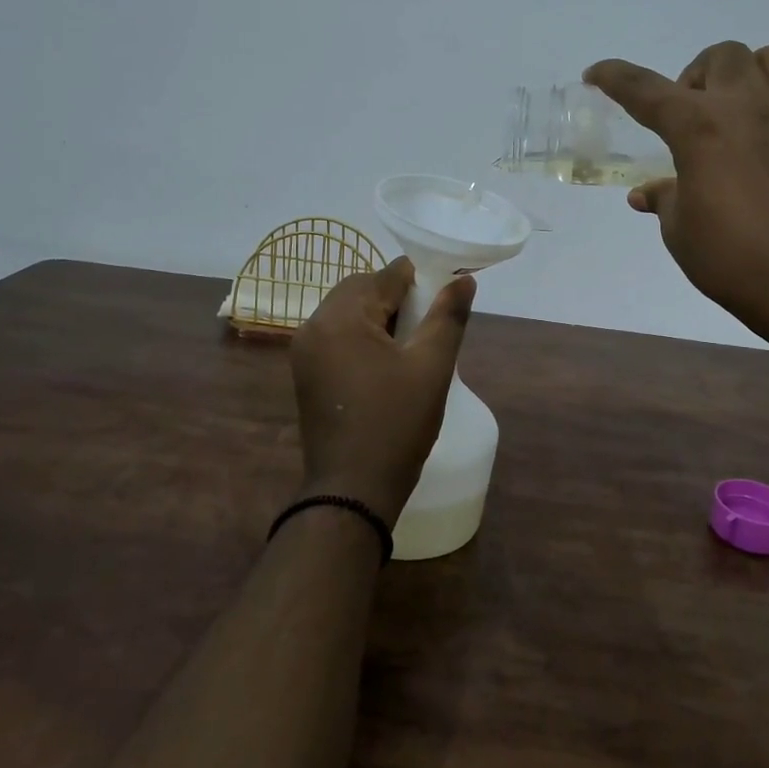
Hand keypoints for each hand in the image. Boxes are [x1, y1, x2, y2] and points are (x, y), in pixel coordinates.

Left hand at [290, 258, 476, 521]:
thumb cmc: (396, 424)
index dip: (418, 280)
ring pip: (347, 313)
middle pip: (360, 290)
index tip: (443, 298)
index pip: (384, 276)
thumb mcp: (432, 366)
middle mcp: (314, 326)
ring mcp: (305, 352)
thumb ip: (448, 316)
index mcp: (340, 318)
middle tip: (427, 324)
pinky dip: (362, 336)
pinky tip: (387, 362)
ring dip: (379, 317)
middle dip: (396, 297)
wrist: (352, 491)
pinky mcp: (306, 374)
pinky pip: (337, 336)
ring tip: (411, 344)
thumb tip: (464, 280)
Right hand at [585, 42, 768, 342]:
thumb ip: (664, 200)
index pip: (643, 89)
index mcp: (697, 127)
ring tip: (753, 104)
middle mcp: (748, 104)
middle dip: (701, 76)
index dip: (614, 77)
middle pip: (721, 55)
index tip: (596, 75)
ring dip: (759, 73)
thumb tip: (645, 194)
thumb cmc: (732, 260)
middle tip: (697, 114)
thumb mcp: (680, 233)